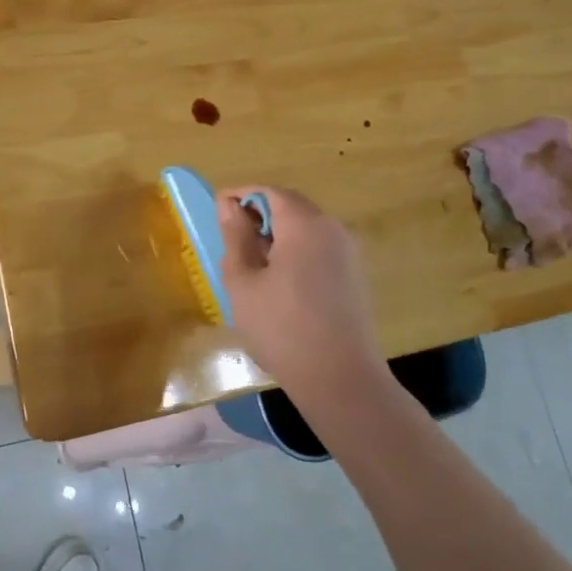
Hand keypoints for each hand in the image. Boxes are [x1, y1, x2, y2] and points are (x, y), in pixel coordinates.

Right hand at [216, 186, 391, 408]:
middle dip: (259, 214)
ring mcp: (349, 253)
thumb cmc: (282, 328)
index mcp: (305, 224)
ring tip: (252, 263)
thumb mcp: (244, 282)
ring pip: (306, 228)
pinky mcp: (355, 276)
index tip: (216, 209)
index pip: (269, 191)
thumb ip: (235, 237)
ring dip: (277, 234)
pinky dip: (296, 251)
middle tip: (232, 238)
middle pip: (291, 206)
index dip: (241, 195)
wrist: (340, 379)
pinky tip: (280, 282)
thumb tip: (229, 205)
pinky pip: (320, 248)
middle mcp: (332, 229)